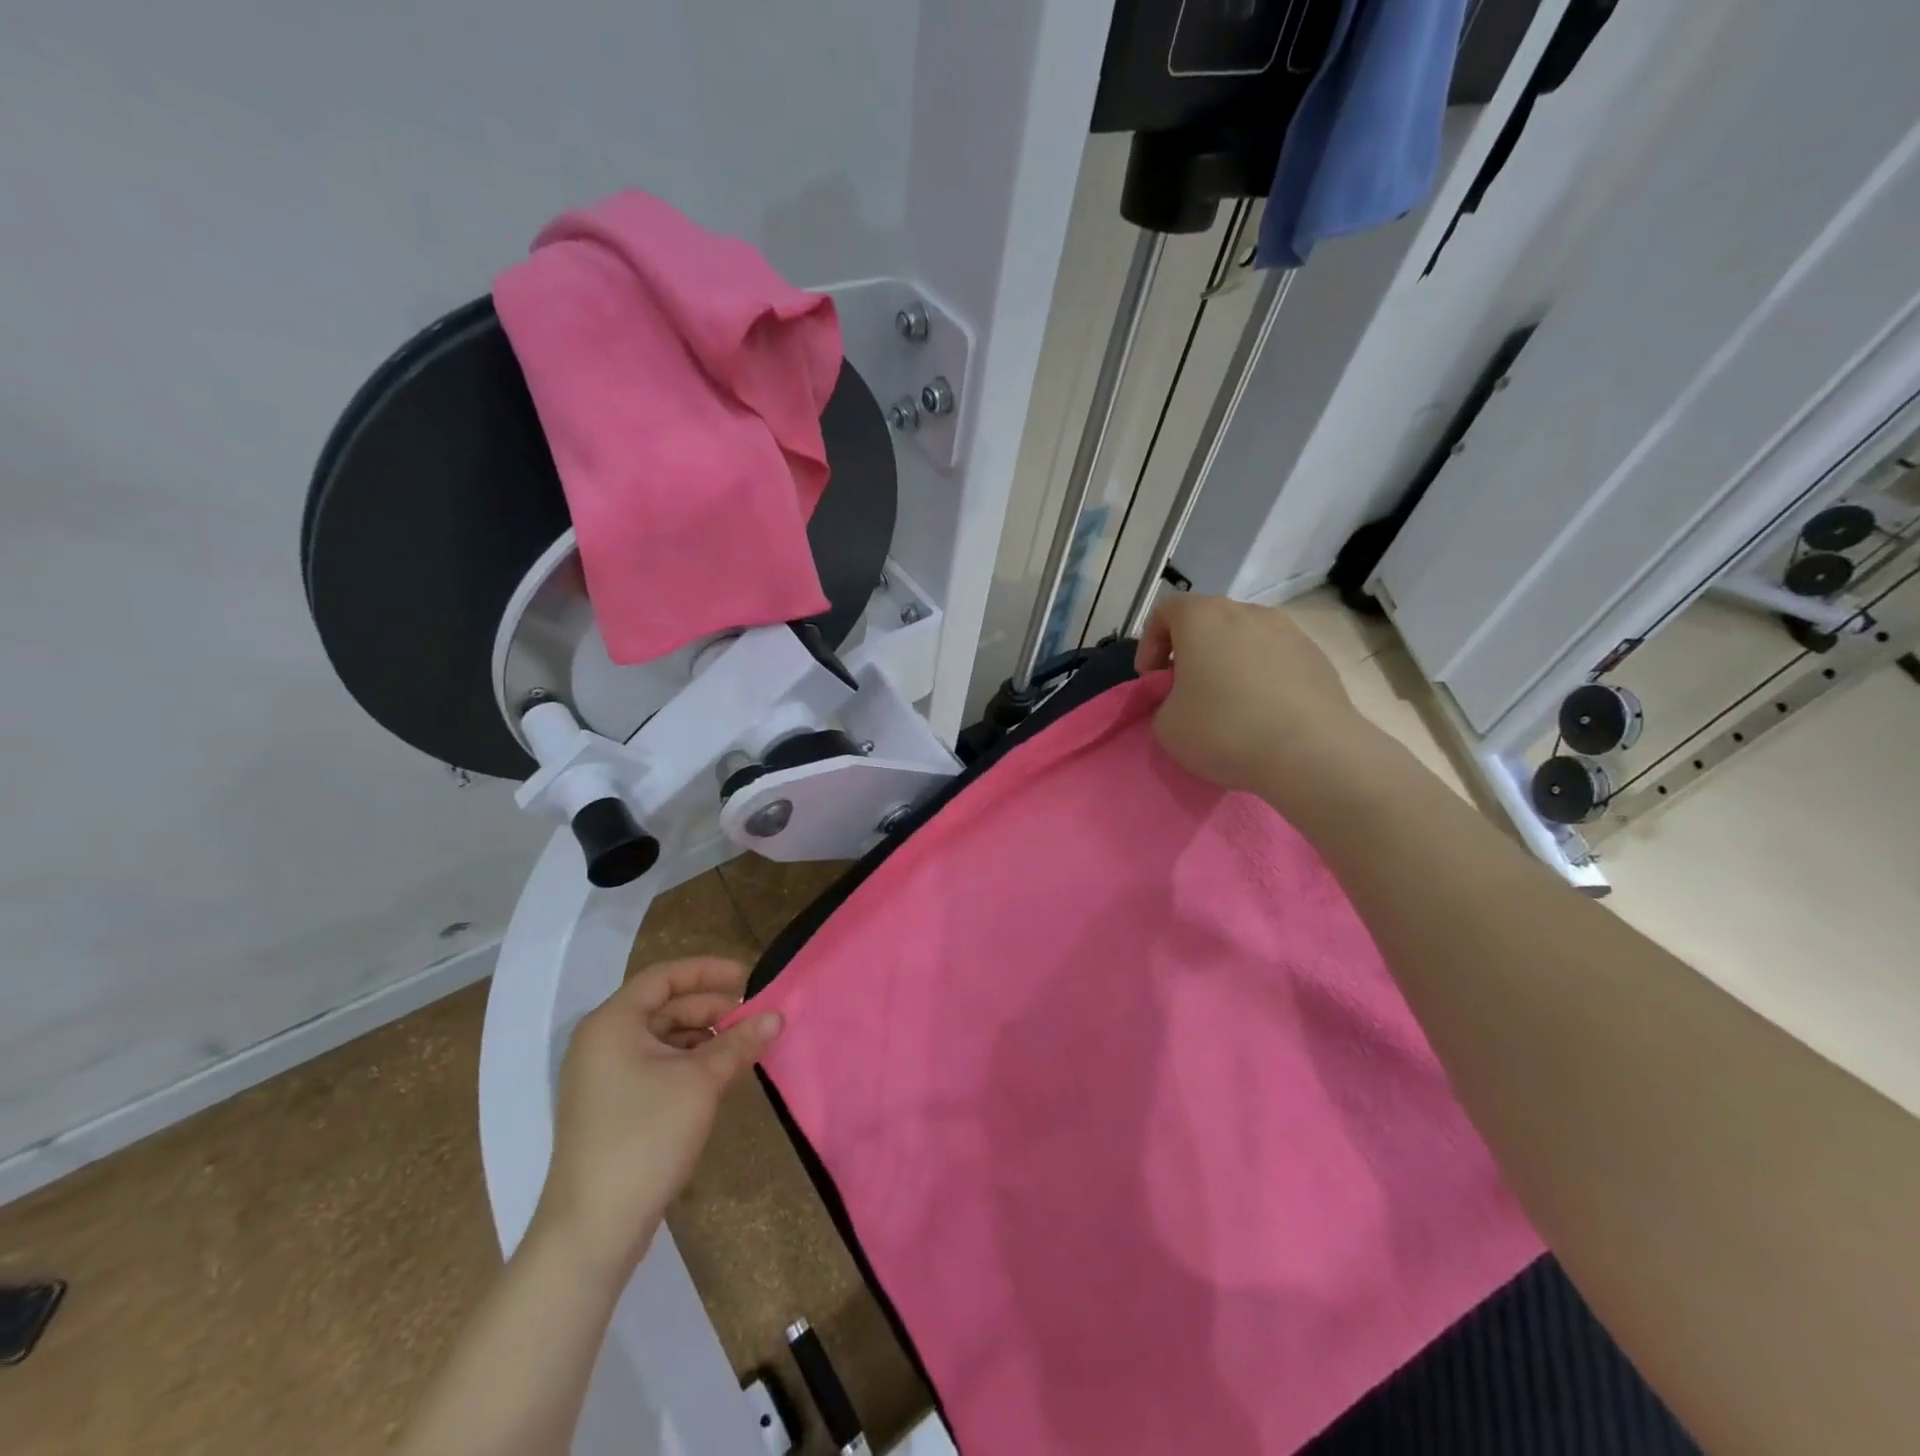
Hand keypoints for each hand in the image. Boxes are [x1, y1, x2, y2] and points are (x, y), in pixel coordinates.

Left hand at [533, 957, 782, 1279]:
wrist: (594, 1229)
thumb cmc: (645, 1136)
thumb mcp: (701, 1081)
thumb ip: (739, 1042)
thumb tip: (776, 1015)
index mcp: (612, 1024)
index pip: (664, 977)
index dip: (708, 971)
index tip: (748, 978)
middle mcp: (602, 1043)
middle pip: (664, 1007)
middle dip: (711, 1009)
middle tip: (753, 1018)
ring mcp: (603, 1078)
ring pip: (662, 1039)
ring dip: (704, 1038)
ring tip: (743, 1048)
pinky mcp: (611, 1107)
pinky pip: (656, 1066)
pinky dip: (689, 1064)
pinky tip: (719, 1077)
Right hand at [1135, 594, 1373, 805]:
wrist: (1311, 753)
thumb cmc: (1224, 730)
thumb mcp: (1166, 726)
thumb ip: (1163, 702)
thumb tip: (1181, 700)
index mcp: (1203, 618)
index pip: (1165, 610)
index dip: (1150, 644)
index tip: (1153, 680)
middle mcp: (1247, 612)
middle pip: (1207, 622)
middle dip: (1190, 653)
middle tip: (1185, 692)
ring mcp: (1288, 631)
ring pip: (1244, 639)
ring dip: (1228, 663)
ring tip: (1228, 705)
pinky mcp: (1317, 656)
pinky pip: (1275, 659)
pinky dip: (1262, 678)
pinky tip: (1263, 714)